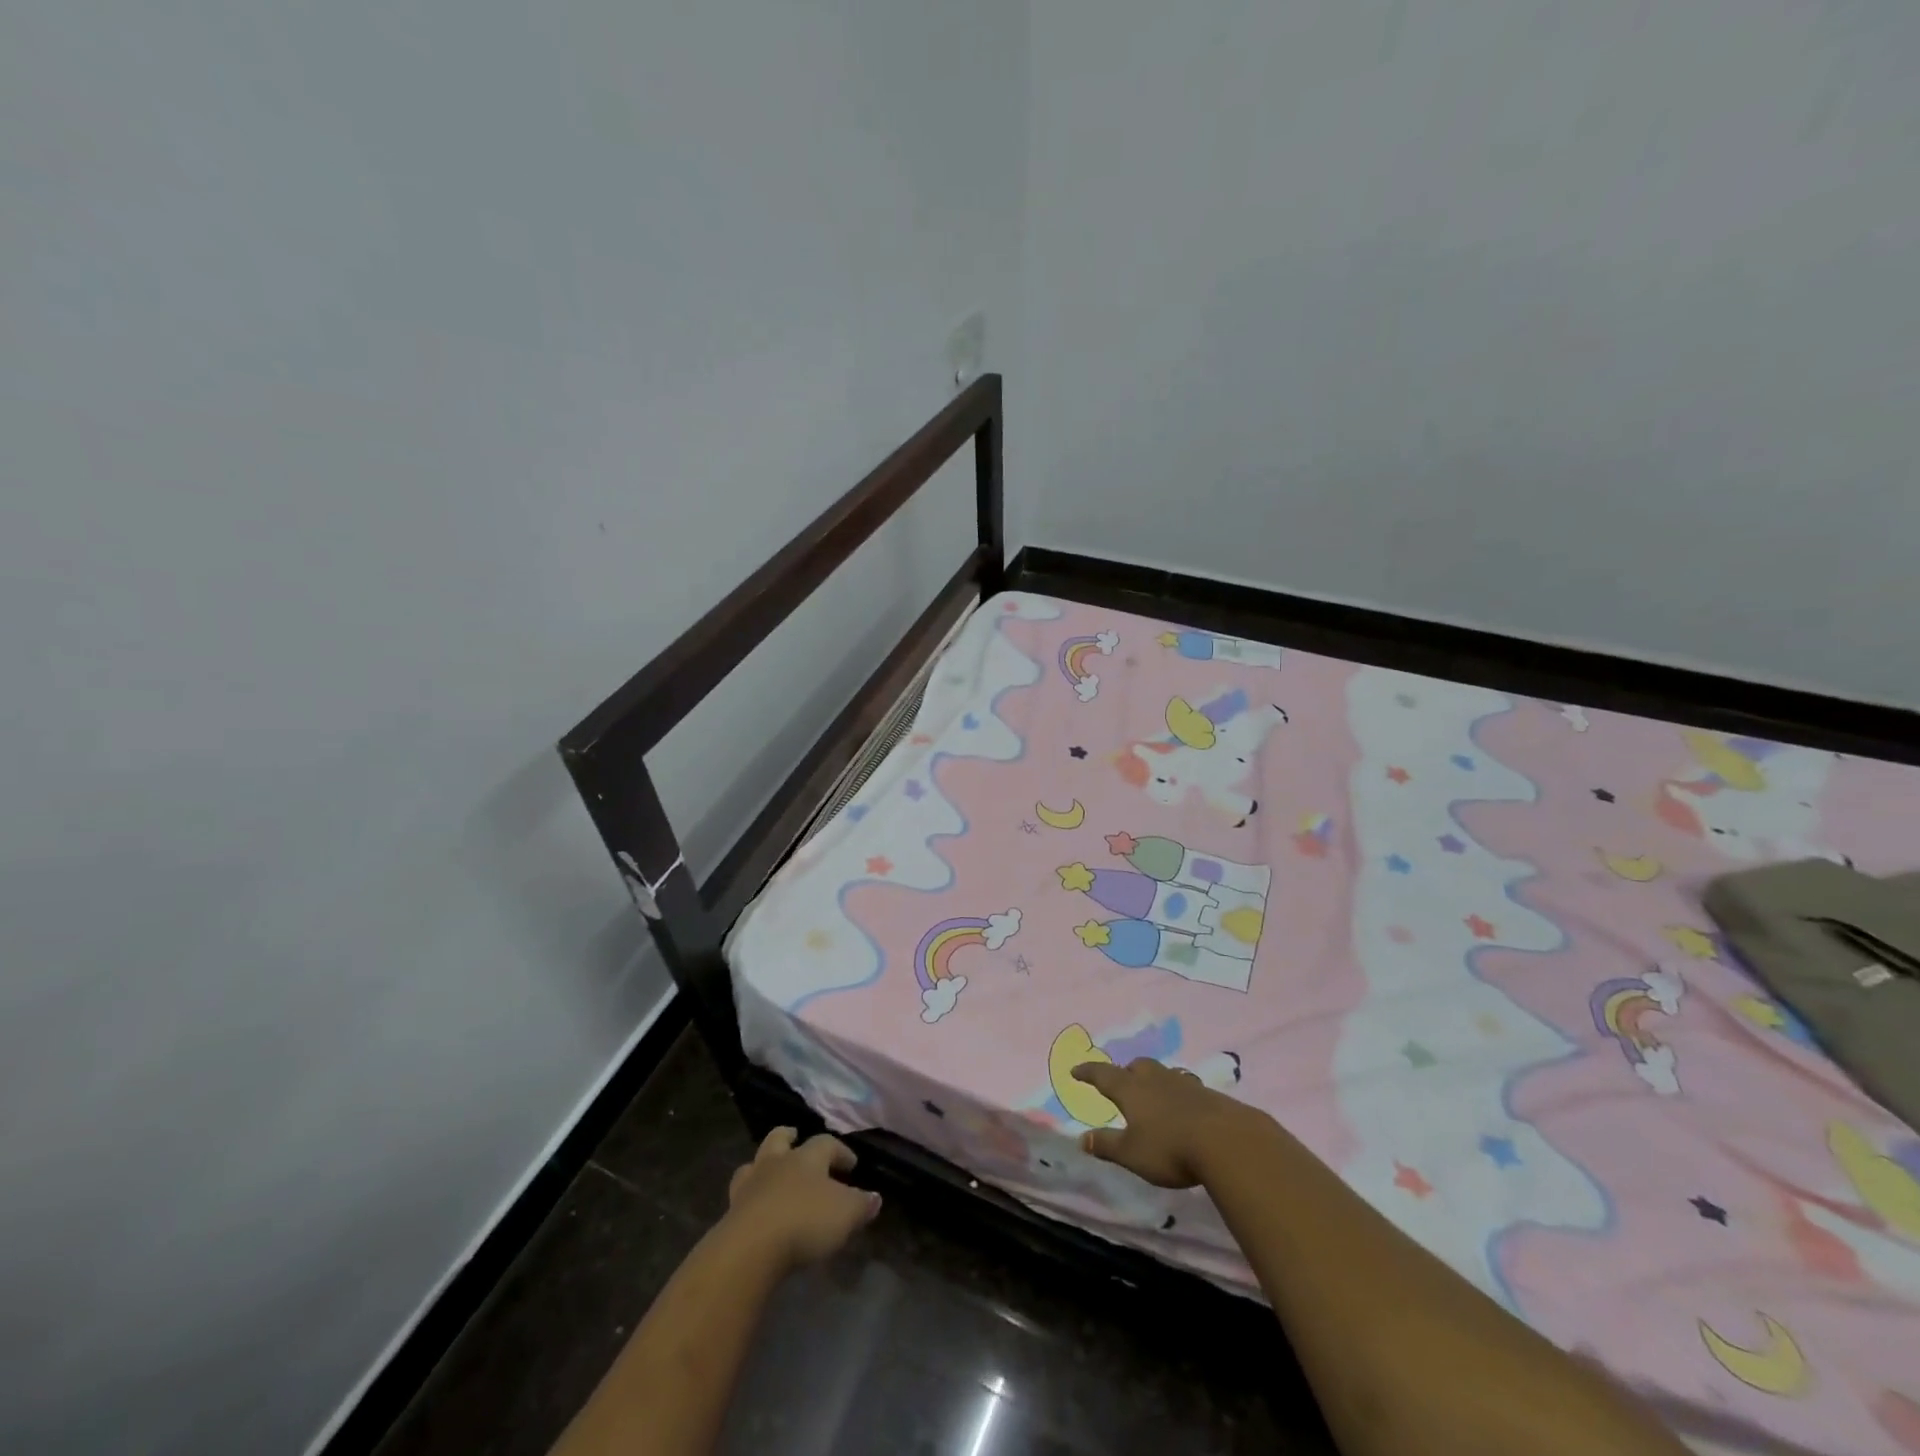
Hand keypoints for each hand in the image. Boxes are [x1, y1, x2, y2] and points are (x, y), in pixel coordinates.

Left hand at [720, 1127, 880, 1271]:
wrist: (750, 1249)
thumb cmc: (805, 1221)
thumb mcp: (845, 1214)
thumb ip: (861, 1205)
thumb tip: (875, 1197)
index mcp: (807, 1158)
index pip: (826, 1144)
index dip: (840, 1151)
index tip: (851, 1164)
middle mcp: (777, 1163)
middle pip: (779, 1139)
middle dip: (789, 1137)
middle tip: (797, 1140)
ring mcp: (750, 1186)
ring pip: (754, 1164)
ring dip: (764, 1165)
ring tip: (771, 1174)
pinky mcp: (730, 1213)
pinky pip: (741, 1196)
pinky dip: (750, 1198)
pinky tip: (758, 1209)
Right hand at [1072, 1058, 1255, 1188]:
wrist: (1226, 1141)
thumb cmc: (1170, 1147)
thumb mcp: (1132, 1153)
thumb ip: (1107, 1145)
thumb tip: (1081, 1139)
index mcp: (1131, 1089)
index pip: (1103, 1075)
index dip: (1088, 1072)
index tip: (1076, 1070)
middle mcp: (1155, 1079)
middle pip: (1136, 1066)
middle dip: (1125, 1072)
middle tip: (1121, 1083)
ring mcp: (1183, 1083)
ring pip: (1161, 1073)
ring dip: (1152, 1080)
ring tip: (1151, 1095)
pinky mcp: (1207, 1094)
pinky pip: (1184, 1086)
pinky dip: (1176, 1093)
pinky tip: (1181, 1109)